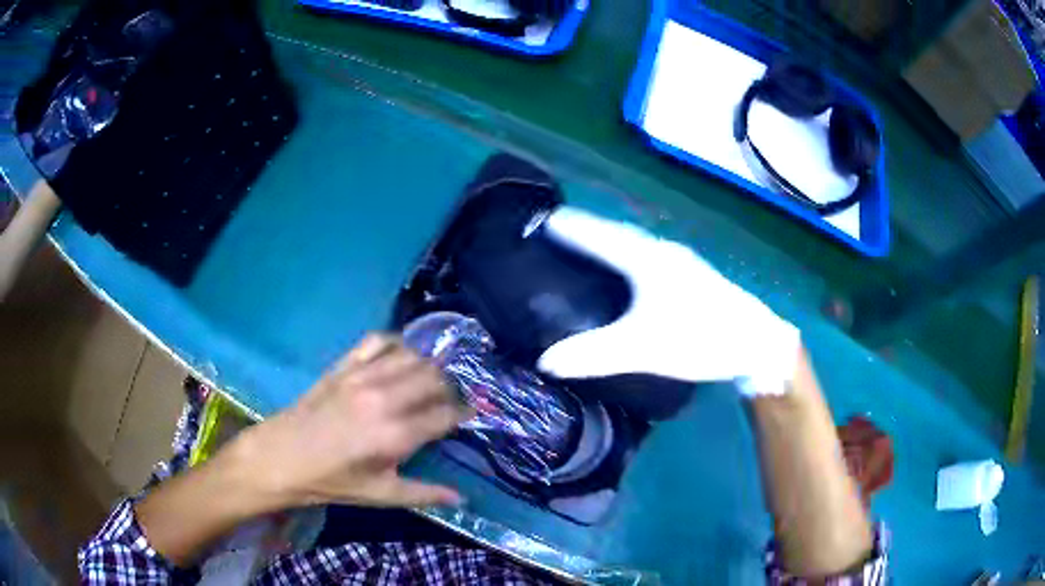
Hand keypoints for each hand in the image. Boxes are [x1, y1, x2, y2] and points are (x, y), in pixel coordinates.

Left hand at [233, 334, 472, 510]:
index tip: (469, 417)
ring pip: (412, 356)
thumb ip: (424, 494)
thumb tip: (462, 499)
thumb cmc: (331, 482)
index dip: (463, 414)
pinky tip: (398, 359)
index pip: (445, 414)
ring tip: (427, 382)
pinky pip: (378, 341)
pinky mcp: (343, 365)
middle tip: (447, 402)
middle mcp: (383, 399)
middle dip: (449, 388)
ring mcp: (361, 377)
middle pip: (434, 378)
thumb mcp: (380, 496)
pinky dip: (396, 345)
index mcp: (395, 435)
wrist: (281, 458)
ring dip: (427, 367)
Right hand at [536, 207, 800, 396]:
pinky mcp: (692, 278)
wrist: (755, 343)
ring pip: (636, 246)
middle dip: (589, 230)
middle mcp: (663, 253)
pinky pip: (649, 258)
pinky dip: (628, 257)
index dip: (573, 228)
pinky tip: (628, 274)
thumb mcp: (643, 349)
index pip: (601, 237)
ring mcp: (681, 263)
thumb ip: (594, 355)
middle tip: (561, 231)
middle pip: (618, 234)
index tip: (546, 219)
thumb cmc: (700, 337)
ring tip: (587, 248)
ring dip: (611, 242)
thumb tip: (545, 362)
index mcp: (648, 260)